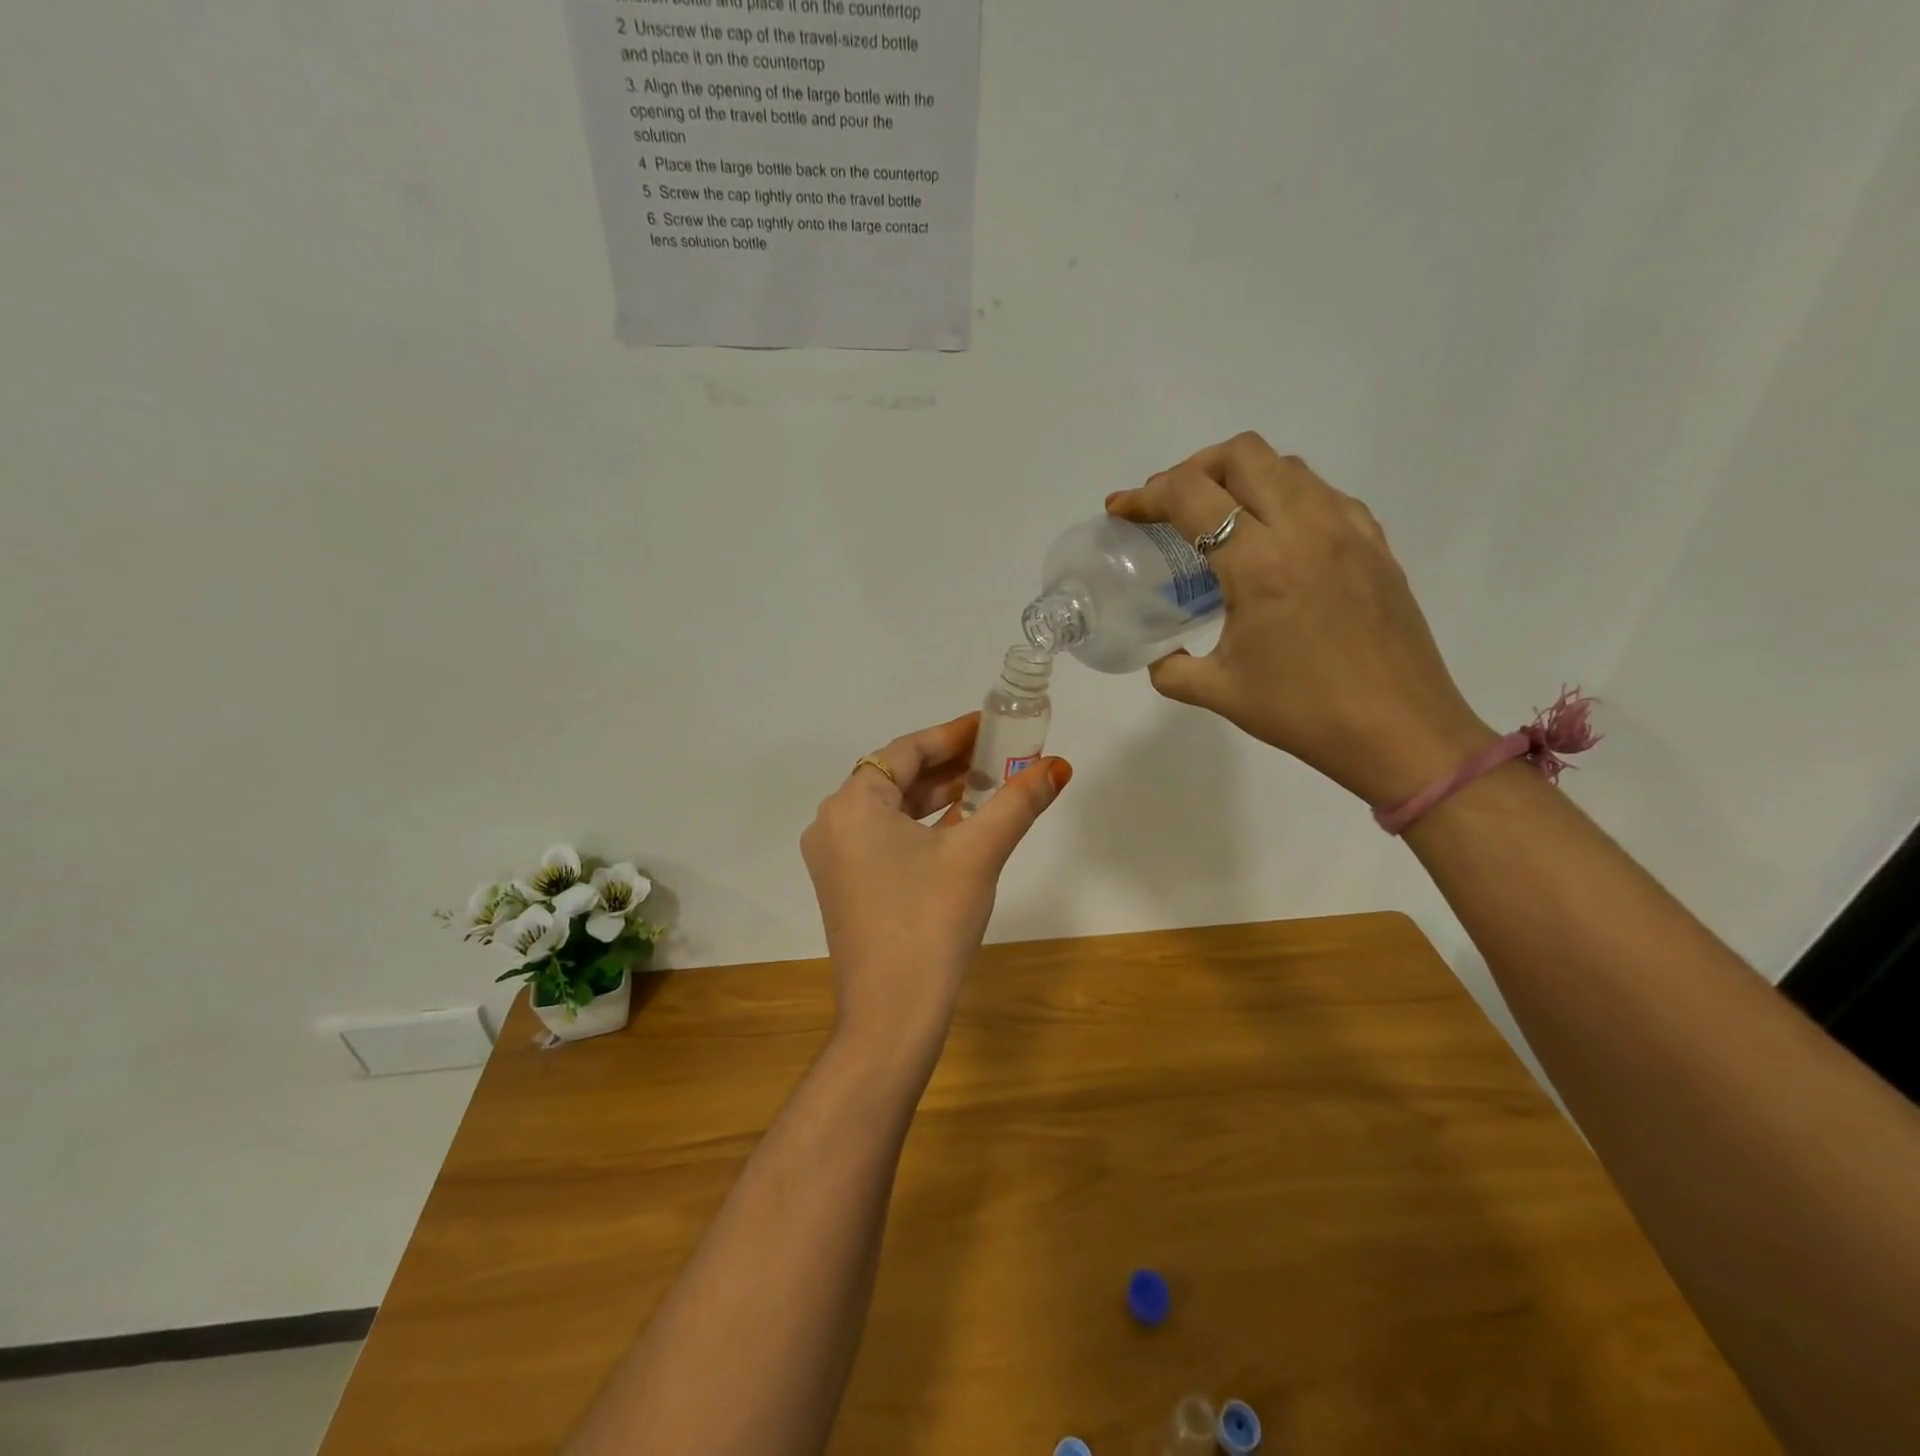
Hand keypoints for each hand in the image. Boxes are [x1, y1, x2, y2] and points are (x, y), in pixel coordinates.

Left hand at [801, 714, 1071, 1054]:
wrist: (892, 1015)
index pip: (907, 751)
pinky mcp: (846, 886)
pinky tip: (961, 826)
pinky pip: (886, 838)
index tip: (991, 726)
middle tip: (997, 754)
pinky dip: (922, 827)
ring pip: (892, 810)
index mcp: (852, 804)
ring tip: (988, 784)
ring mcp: (835, 858)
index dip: (953, 734)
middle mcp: (833, 824)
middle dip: (949, 766)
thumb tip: (1059, 766)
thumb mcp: (979, 853)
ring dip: (938, 796)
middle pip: (896, 777)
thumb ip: (1018, 802)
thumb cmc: (930, 921)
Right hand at [1107, 432, 1494, 806]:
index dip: (1146, 495)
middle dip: (1192, 468)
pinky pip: (1322, 494)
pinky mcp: (1375, 543)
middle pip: (1242, 455)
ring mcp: (1348, 530)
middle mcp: (1306, 529)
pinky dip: (1285, 497)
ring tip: (1217, 519)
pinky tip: (1273, 538)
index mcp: (1260, 564)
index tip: (1121, 511)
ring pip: (1287, 466)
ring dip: (1240, 478)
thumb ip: (1171, 668)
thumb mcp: (1220, 693)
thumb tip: (1159, 654)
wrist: (1401, 732)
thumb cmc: (1305, 713)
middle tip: (1169, 506)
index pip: (1192, 496)